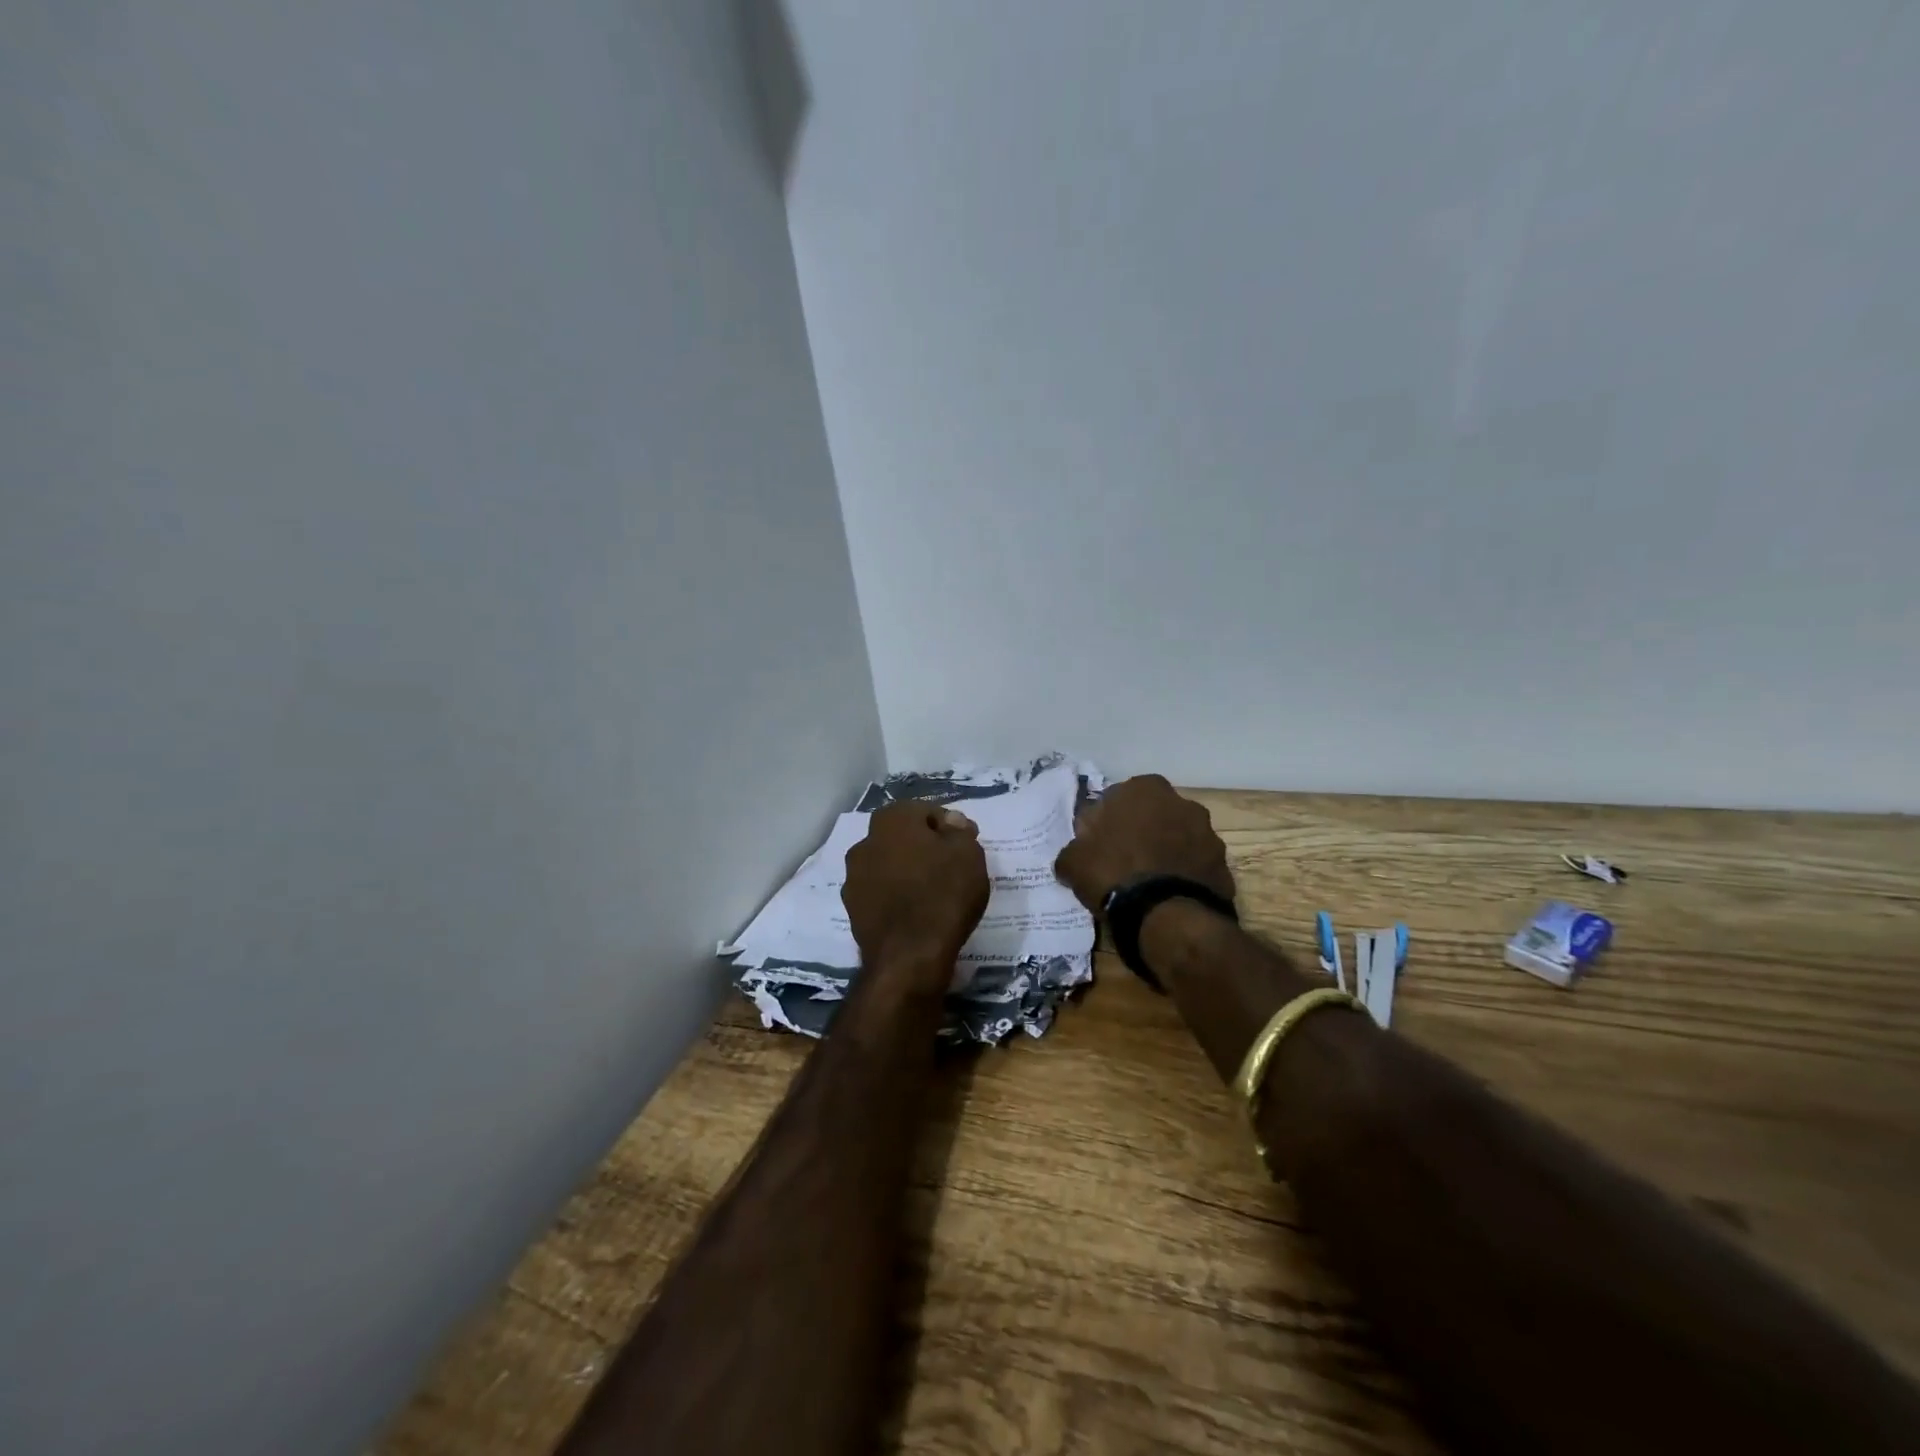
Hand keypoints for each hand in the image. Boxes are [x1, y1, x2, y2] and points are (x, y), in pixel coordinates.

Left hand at [842, 800, 990, 971]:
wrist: (909, 957)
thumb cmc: (944, 894)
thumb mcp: (968, 853)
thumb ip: (959, 831)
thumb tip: (950, 822)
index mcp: (891, 820)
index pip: (924, 811)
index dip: (949, 826)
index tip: (966, 845)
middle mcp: (865, 842)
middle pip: (902, 837)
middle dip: (924, 847)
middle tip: (951, 866)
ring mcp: (854, 878)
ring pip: (889, 865)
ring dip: (907, 872)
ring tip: (934, 892)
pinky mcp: (853, 910)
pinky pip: (881, 894)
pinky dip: (897, 897)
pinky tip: (917, 912)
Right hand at [1054, 774, 1234, 913]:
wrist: (1167, 916)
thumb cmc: (1114, 874)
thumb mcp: (1074, 862)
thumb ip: (1073, 850)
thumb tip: (1074, 855)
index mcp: (1144, 789)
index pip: (1119, 797)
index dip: (1108, 821)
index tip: (1099, 843)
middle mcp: (1182, 801)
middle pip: (1154, 814)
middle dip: (1142, 832)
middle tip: (1123, 861)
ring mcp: (1208, 832)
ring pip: (1178, 838)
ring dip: (1166, 852)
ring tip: (1148, 882)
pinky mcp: (1223, 864)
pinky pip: (1196, 865)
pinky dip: (1184, 875)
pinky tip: (1168, 896)